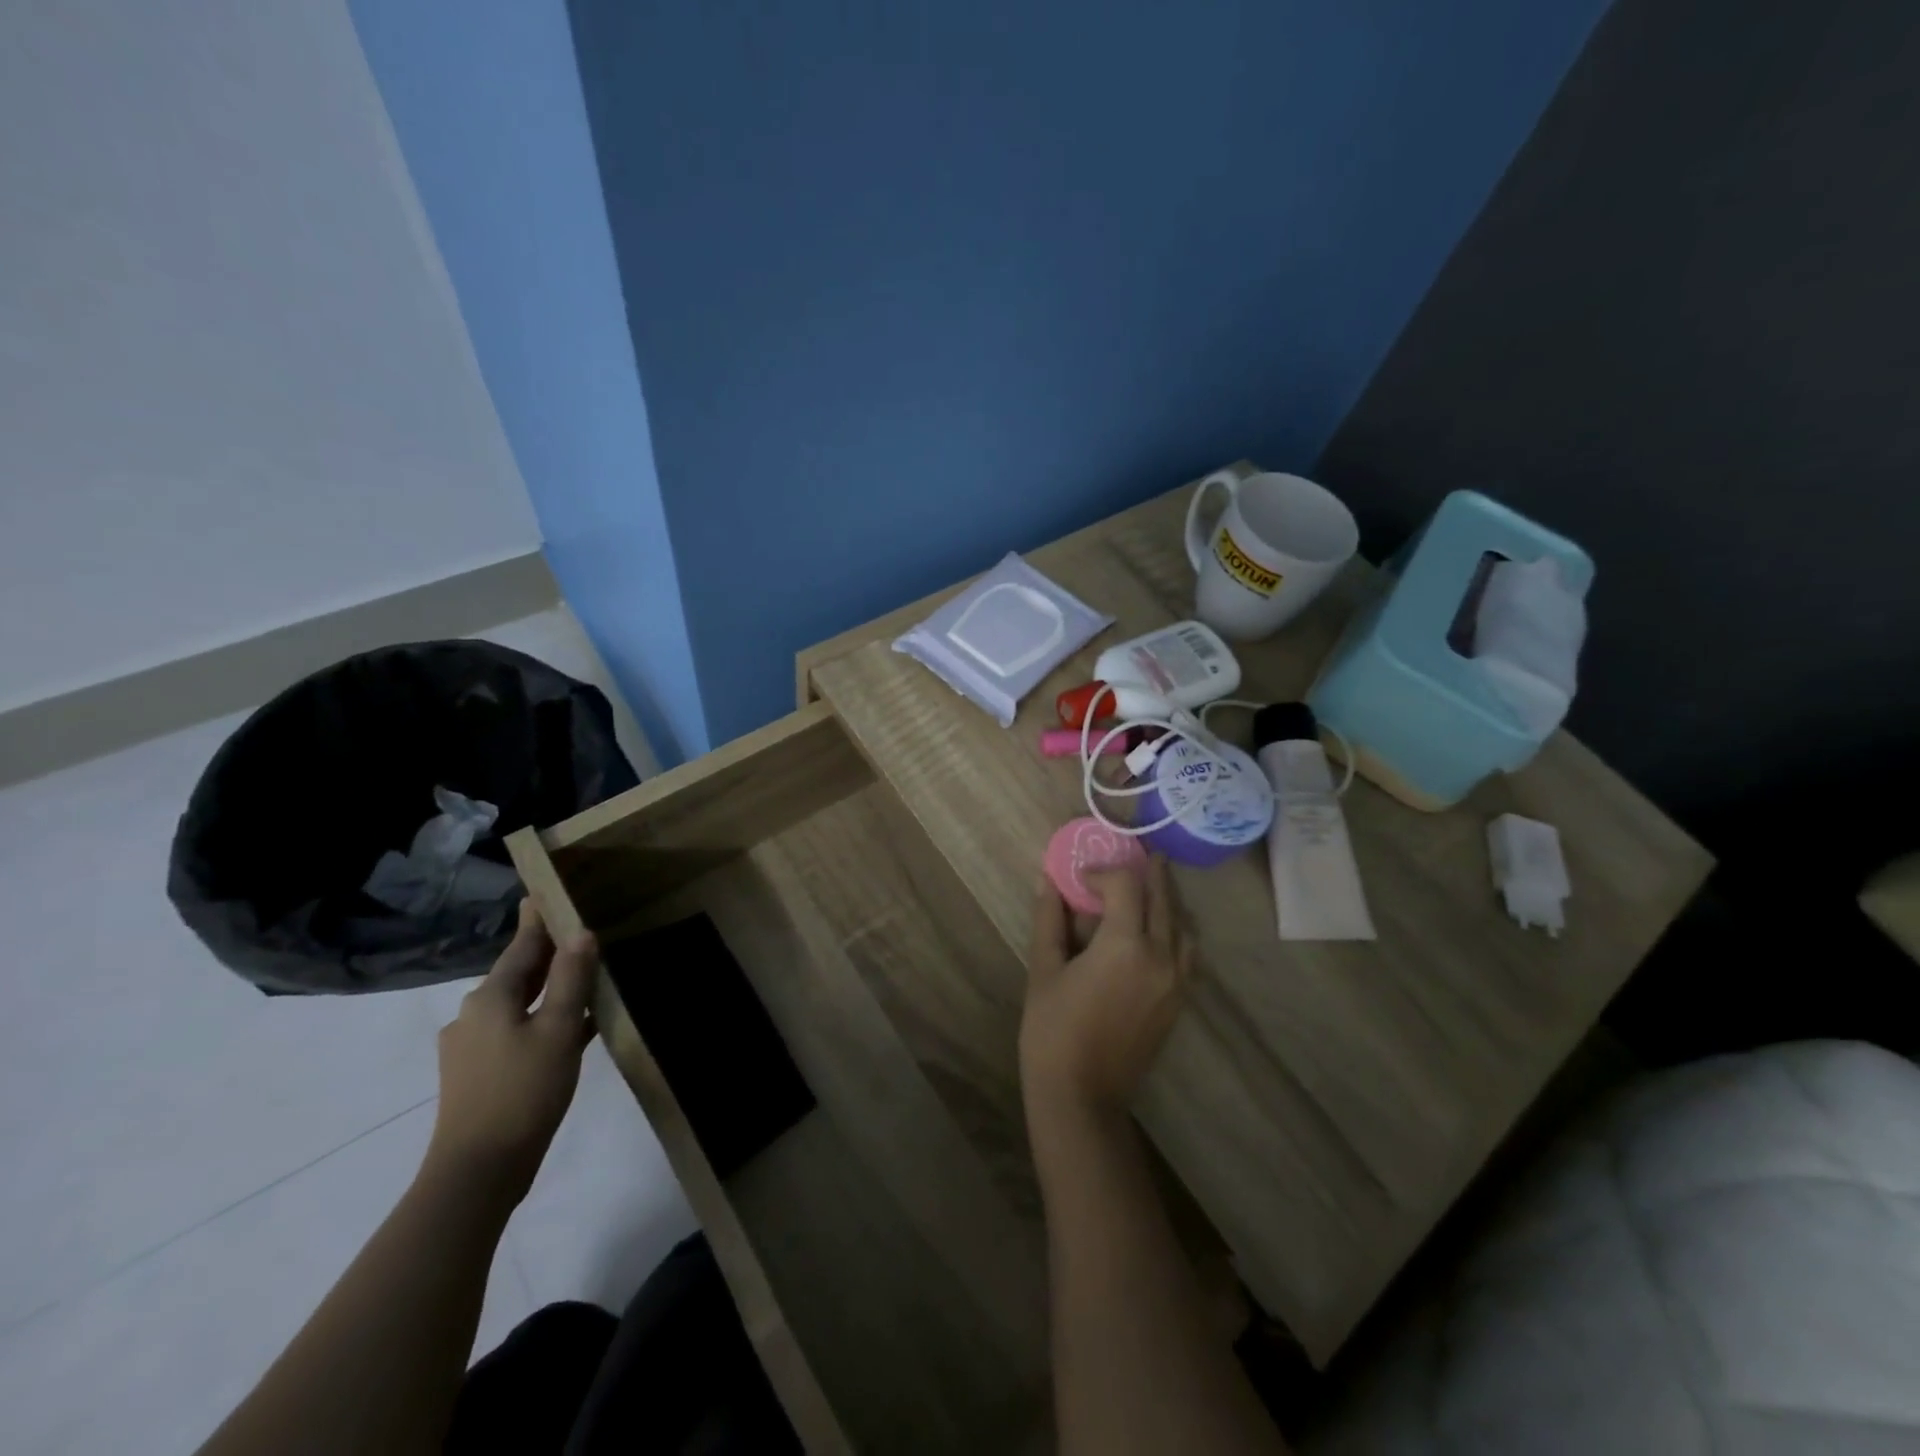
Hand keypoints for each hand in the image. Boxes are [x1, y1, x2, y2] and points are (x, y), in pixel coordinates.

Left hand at [423, 898, 596, 1209]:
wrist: (477, 1171)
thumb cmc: (523, 1090)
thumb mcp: (559, 1029)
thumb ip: (572, 978)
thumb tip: (581, 933)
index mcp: (491, 996)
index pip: (522, 945)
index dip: (538, 919)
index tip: (545, 892)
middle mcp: (474, 1014)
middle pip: (519, 972)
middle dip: (547, 952)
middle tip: (579, 931)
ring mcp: (470, 1046)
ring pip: (519, 1003)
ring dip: (549, 988)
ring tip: (584, 977)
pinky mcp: (476, 1074)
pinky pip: (516, 1030)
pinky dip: (542, 1019)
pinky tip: (571, 1028)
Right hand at [1020, 856, 1193, 1126]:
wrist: (1082, 1094)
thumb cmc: (1053, 1029)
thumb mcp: (1044, 969)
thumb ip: (1050, 919)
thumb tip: (1048, 879)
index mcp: (1125, 946)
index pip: (1126, 886)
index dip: (1104, 872)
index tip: (1081, 877)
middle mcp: (1161, 957)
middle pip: (1163, 899)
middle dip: (1149, 874)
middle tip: (1138, 856)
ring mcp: (1176, 981)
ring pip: (1183, 925)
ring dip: (1167, 901)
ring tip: (1148, 889)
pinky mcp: (1179, 1000)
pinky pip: (1188, 952)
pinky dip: (1177, 931)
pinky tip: (1158, 931)